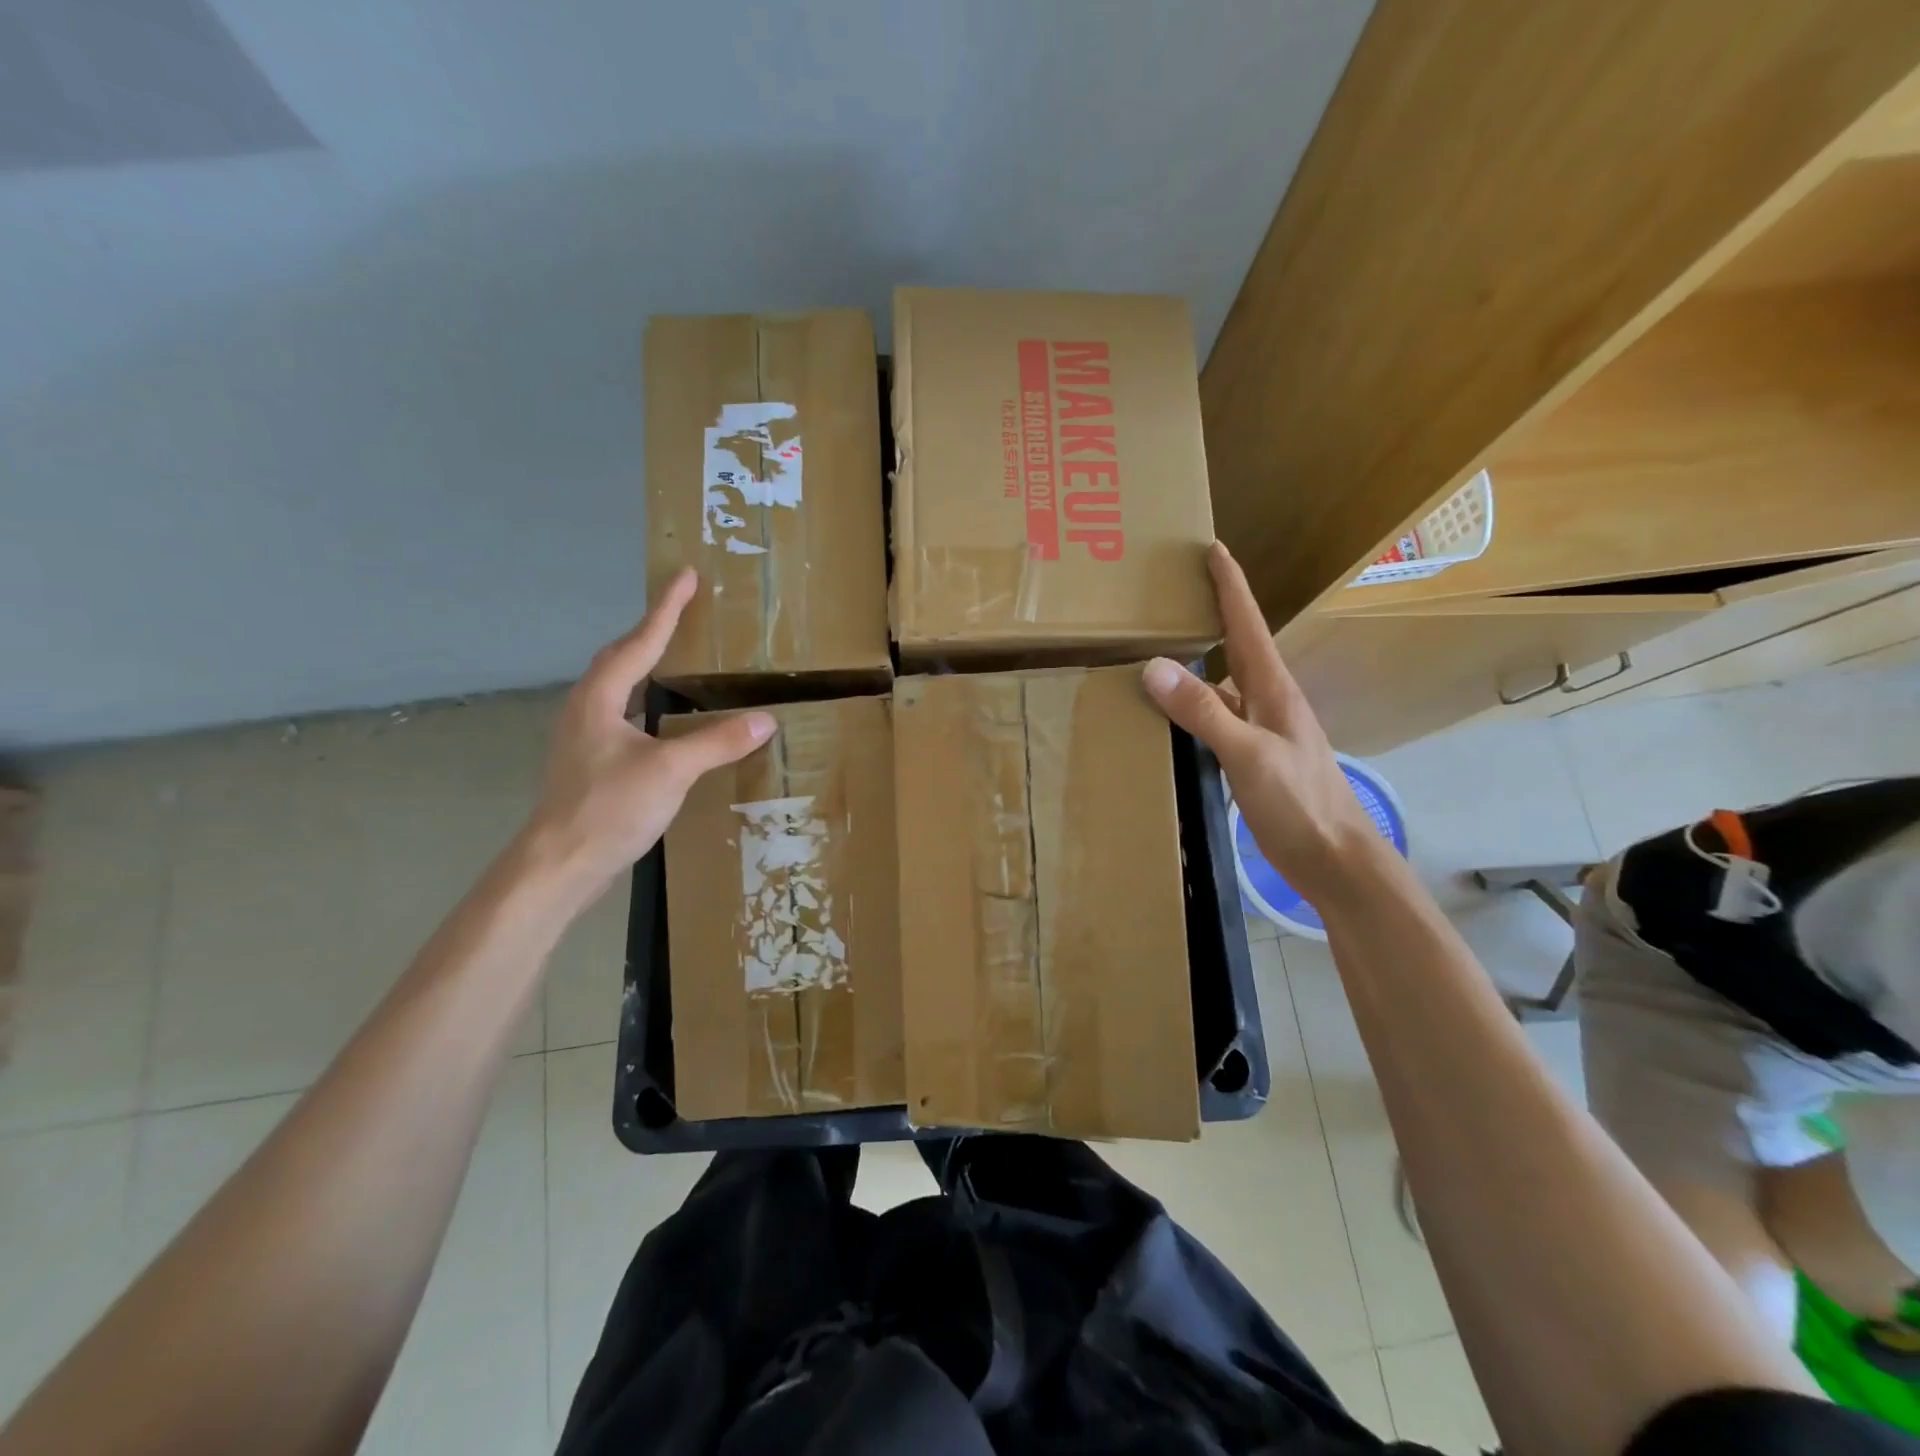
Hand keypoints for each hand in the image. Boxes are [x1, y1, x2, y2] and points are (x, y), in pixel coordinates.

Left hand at [520, 567, 773, 893]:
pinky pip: (621, 714)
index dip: (666, 609)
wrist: (560, 865)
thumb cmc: (609, 808)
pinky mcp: (589, 763)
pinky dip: (645, 701)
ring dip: (645, 665)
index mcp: (599, 698)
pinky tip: (662, 718)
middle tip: (683, 610)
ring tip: (674, 656)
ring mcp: (584, 737)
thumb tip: (764, 719)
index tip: (687, 576)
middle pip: (621, 658)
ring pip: (617, 687)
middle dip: (652, 631)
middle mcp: (586, 709)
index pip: (640, 642)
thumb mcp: (670, 771)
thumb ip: (716, 742)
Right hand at [1142, 543, 1383, 907]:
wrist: (1335, 860)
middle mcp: (1268, 701)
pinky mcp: (1254, 757)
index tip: (1212, 549)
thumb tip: (1154, 667)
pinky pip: (1218, 716)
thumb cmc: (1300, 804)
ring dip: (1201, 659)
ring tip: (1164, 644)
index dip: (1231, 585)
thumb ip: (1203, 712)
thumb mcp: (1249, 755)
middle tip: (1180, 588)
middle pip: (1238, 644)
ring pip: (1224, 682)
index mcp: (1273, 689)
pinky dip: (1194, 705)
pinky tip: (1174, 713)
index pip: (1248, 624)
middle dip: (1215, 611)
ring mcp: (1263, 730)